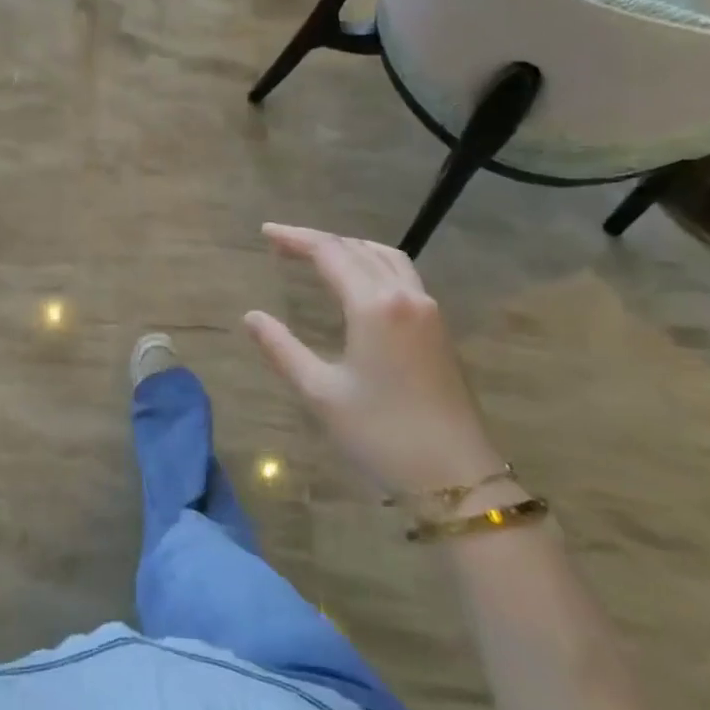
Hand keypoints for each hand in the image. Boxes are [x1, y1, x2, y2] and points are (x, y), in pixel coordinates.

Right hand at [245, 223, 501, 499]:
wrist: (458, 478)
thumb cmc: (382, 434)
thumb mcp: (321, 393)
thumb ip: (282, 349)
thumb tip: (251, 317)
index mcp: (374, 305)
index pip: (330, 253)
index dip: (295, 238)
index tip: (266, 232)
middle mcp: (405, 295)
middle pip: (358, 249)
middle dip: (319, 241)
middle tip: (283, 243)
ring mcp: (428, 310)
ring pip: (386, 257)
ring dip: (350, 248)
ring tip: (320, 254)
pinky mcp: (439, 328)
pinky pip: (402, 275)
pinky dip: (373, 264)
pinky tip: (360, 283)